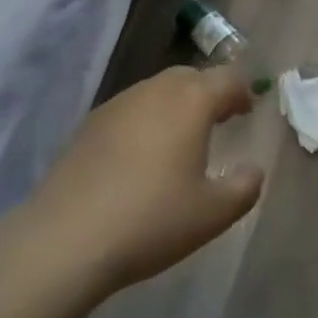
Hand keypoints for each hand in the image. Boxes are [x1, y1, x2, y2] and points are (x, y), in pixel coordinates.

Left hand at [15, 64, 264, 300]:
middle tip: (220, 118)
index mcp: (192, 101)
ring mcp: (118, 104)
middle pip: (191, 76)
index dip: (242, 91)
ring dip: (176, 103)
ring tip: (181, 137)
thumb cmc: (150, 220)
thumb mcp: (213, 214)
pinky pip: (130, 109)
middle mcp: (156, 90)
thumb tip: (253, 170)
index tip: (248, 110)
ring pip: (157, 89)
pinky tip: (141, 154)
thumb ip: (244, 187)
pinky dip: (146, 119)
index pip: (227, 79)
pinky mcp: (89, 125)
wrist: (64, 241)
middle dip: (209, 92)